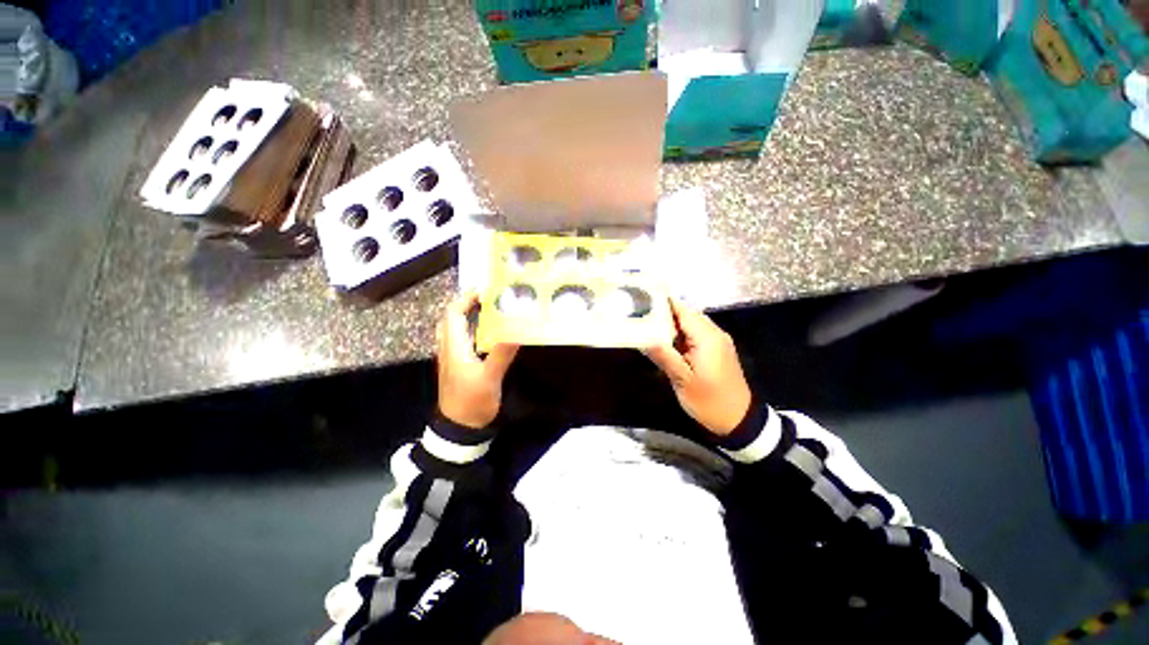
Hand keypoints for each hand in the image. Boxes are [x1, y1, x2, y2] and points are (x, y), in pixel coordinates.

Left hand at [436, 292, 518, 428]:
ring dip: (470, 316)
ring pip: (456, 329)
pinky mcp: (459, 365)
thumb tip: (517, 329)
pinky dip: (473, 329)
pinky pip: (463, 339)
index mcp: (454, 346)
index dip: (466, 299)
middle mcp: (450, 348)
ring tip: (490, 310)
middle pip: (452, 318)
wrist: (460, 428)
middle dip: (467, 304)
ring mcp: (453, 357)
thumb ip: (502, 353)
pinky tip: (489, 333)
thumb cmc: (472, 402)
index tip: (485, 291)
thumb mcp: (490, 377)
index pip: (453, 314)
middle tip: (489, 299)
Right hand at [644, 300, 751, 436]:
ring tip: (646, 327)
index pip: (682, 310)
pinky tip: (664, 342)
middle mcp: (714, 333)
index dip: (661, 303)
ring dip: (670, 324)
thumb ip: (664, 357)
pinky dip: (679, 334)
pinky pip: (694, 334)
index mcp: (707, 337)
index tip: (640, 301)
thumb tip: (643, 338)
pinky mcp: (716, 349)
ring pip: (689, 324)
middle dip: (662, 313)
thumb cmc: (710, 401)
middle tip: (638, 316)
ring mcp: (717, 341)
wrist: (739, 420)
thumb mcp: (683, 381)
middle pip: (685, 314)